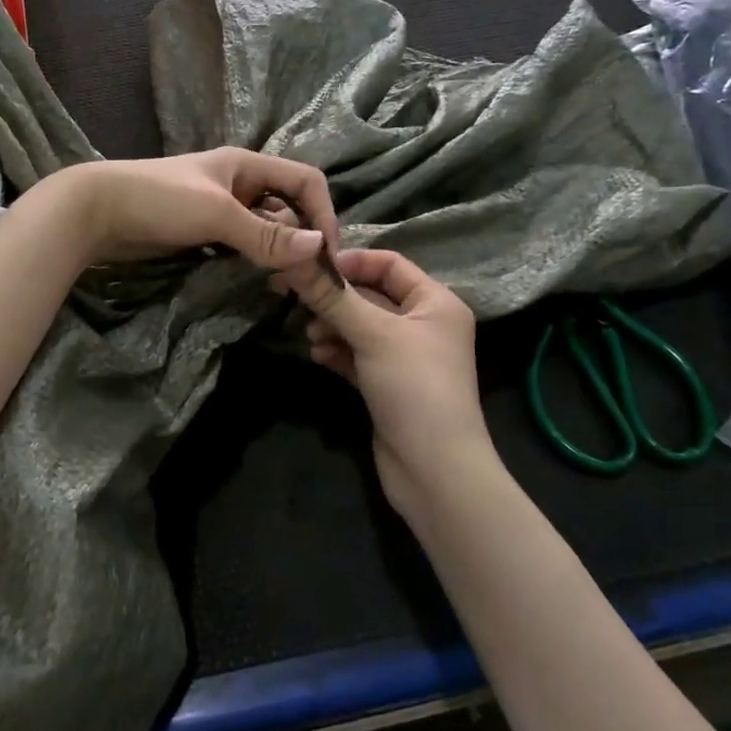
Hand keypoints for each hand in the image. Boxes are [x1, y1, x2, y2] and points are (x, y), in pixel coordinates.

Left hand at [44, 148, 339, 268]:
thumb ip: (267, 233)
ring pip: (266, 230)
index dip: (323, 213)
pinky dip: (255, 261)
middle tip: (305, 280)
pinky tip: (257, 282)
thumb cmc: (159, 200)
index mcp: (247, 165)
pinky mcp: (202, 232)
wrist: (93, 212)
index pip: (305, 181)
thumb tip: (319, 250)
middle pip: (288, 207)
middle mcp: (239, 183)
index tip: (326, 255)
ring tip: (284, 286)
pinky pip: (242, 245)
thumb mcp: (218, 214)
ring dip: (279, 254)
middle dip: (302, 239)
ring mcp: (219, 208)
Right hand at [280, 249, 496, 513]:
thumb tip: (294, 259)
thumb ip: (333, 297)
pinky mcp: (388, 385)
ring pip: (361, 327)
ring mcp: (406, 357)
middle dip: (336, 299)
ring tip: (311, 335)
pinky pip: (358, 356)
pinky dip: (338, 352)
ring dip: (333, 327)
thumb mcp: (374, 335)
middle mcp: (424, 324)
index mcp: (436, 302)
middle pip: (372, 296)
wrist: (435, 471)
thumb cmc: (414, 387)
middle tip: (298, 301)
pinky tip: (318, 356)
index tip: (311, 268)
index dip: (351, 262)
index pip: (390, 264)